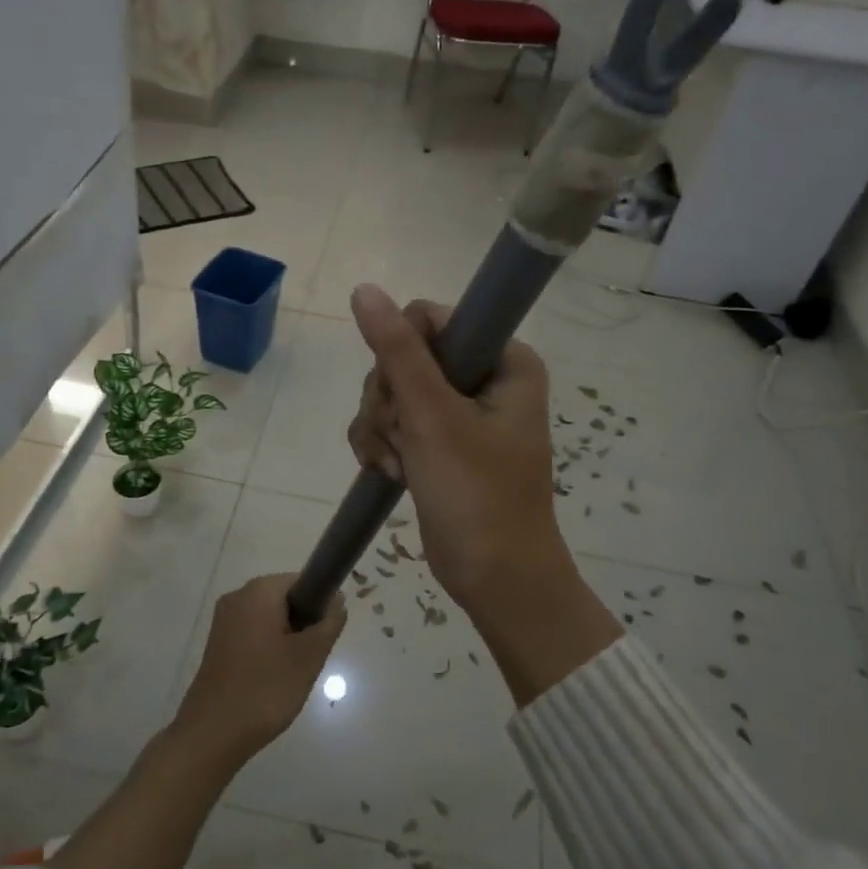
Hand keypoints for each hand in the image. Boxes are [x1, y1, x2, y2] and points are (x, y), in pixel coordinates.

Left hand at [171, 574, 346, 766]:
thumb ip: (329, 622)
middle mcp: (238, 596)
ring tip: (292, 672)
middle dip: (303, 624)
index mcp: (259, 591)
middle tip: (310, 658)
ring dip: (287, 639)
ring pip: (270, 618)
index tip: (324, 635)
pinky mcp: (217, 642)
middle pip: (285, 598)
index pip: (302, 580)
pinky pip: (253, 633)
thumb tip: (336, 600)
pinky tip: (272, 678)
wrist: (213, 733)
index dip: (320, 603)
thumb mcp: (309, 656)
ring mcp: (224, 620)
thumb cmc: (266, 689)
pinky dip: (268, 649)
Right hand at [347, 284, 572, 615]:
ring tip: (399, 466)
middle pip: (403, 357)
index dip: (402, 353)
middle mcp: (482, 379)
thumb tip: (364, 289)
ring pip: (390, 392)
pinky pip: (390, 423)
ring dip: (381, 429)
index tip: (405, 396)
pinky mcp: (436, 443)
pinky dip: (381, 446)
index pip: (430, 320)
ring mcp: (457, 413)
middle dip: (389, 402)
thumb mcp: (434, 417)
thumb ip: (398, 351)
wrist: (494, 579)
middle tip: (405, 439)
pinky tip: (389, 473)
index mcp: (503, 360)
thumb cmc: (477, 495)